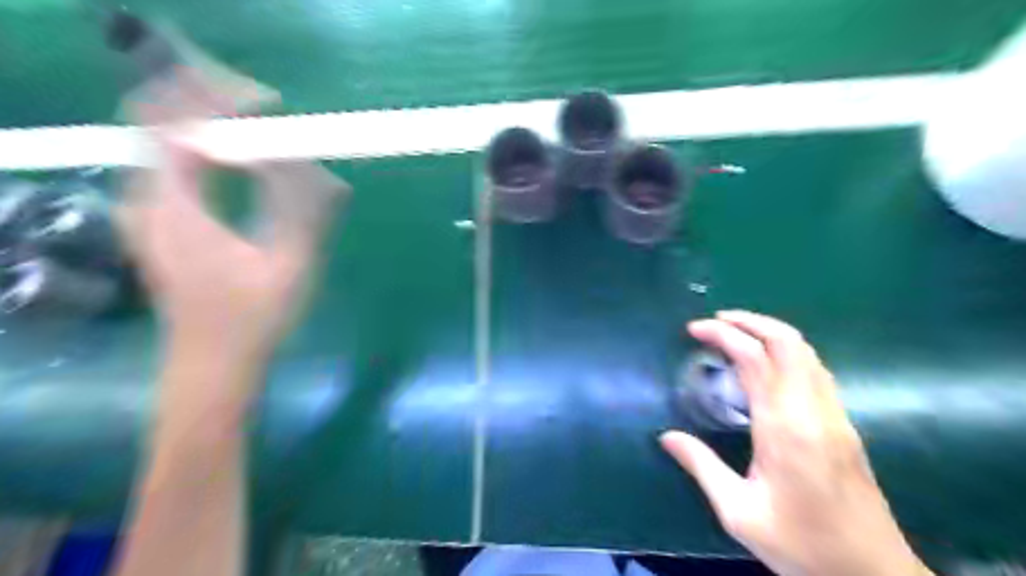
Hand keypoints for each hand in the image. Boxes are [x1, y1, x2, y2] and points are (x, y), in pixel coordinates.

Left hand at [117, 120, 345, 367]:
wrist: (213, 364)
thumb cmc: (253, 320)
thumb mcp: (291, 266)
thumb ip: (305, 211)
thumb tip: (324, 168)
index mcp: (174, 208)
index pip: (179, 122)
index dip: (223, 101)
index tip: (274, 109)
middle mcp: (148, 199)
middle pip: (165, 120)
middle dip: (219, 105)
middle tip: (273, 118)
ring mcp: (149, 210)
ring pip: (170, 139)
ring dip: (215, 126)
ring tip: (265, 133)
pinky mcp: (161, 221)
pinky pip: (177, 164)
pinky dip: (210, 150)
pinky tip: (247, 165)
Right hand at [657, 312, 931, 574]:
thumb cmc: (803, 545)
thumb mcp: (739, 514)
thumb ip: (701, 467)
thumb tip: (666, 436)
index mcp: (784, 428)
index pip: (755, 358)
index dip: (723, 334)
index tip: (694, 330)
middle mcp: (813, 411)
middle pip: (787, 342)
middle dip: (749, 321)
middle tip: (715, 321)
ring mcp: (834, 415)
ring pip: (806, 352)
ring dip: (770, 332)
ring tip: (736, 334)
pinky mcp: (844, 424)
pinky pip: (815, 369)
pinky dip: (787, 352)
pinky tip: (767, 366)